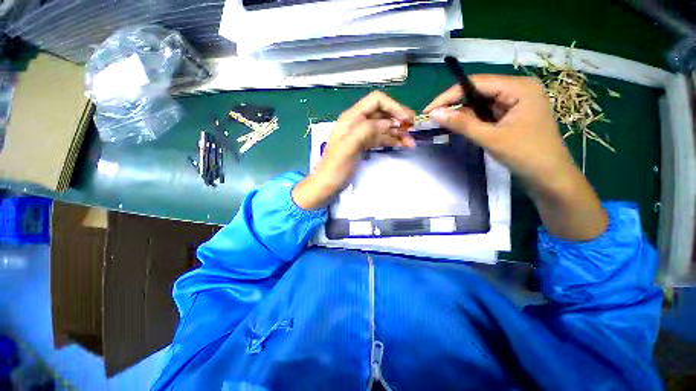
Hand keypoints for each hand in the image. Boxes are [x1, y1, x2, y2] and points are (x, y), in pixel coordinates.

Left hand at [293, 91, 414, 209]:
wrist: (328, 184)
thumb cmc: (336, 167)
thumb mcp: (348, 147)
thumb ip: (366, 130)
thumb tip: (388, 122)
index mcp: (351, 118)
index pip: (376, 101)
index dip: (393, 106)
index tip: (406, 119)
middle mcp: (357, 123)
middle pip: (382, 113)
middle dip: (398, 119)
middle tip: (412, 129)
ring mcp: (362, 135)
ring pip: (384, 127)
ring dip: (398, 132)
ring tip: (410, 142)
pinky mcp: (364, 145)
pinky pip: (381, 139)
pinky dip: (392, 140)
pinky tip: (402, 145)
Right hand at [426, 75, 606, 239]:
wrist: (550, 177)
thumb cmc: (526, 155)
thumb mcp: (491, 138)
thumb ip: (462, 124)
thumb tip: (434, 114)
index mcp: (519, 87)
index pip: (476, 83)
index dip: (449, 95)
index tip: (429, 110)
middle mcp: (517, 89)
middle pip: (478, 91)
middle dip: (455, 105)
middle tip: (434, 119)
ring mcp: (515, 102)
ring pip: (480, 103)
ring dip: (463, 114)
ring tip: (444, 125)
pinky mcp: (512, 115)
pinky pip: (486, 113)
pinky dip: (472, 120)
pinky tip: (461, 128)